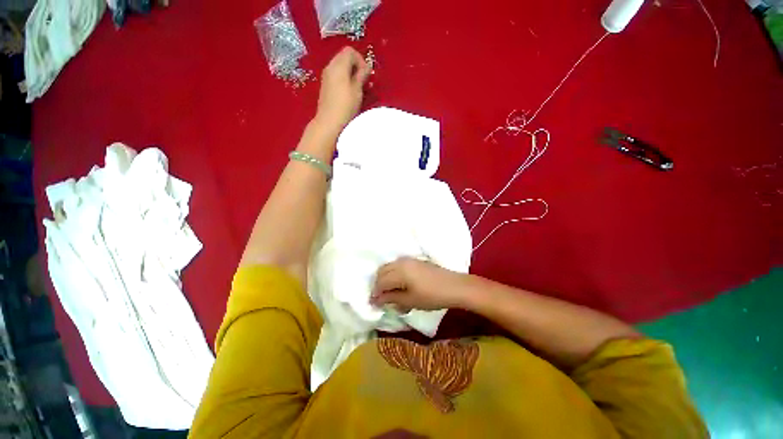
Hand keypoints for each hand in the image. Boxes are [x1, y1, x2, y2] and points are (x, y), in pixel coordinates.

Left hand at [313, 46, 370, 132]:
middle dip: (356, 66)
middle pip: (344, 57)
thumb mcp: (357, 90)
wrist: (329, 122)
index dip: (361, 60)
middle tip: (364, 81)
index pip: (350, 51)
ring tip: (358, 88)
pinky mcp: (325, 86)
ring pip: (340, 67)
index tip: (366, 75)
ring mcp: (326, 76)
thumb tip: (366, 67)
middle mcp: (330, 66)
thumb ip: (362, 76)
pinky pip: (336, 76)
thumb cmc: (345, 106)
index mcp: (338, 65)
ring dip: (350, 74)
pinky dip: (344, 79)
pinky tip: (349, 93)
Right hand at [370, 257, 466, 310]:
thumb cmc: (432, 296)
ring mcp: (409, 260)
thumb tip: (376, 299)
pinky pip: (398, 265)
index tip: (373, 304)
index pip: (380, 281)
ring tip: (389, 293)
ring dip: (386, 278)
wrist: (454, 286)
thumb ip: (391, 298)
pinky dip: (394, 274)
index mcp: (399, 271)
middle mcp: (401, 262)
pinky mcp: (415, 261)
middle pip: (382, 271)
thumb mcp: (410, 300)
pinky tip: (399, 285)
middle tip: (380, 298)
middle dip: (378, 284)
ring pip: (389, 267)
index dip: (375, 293)